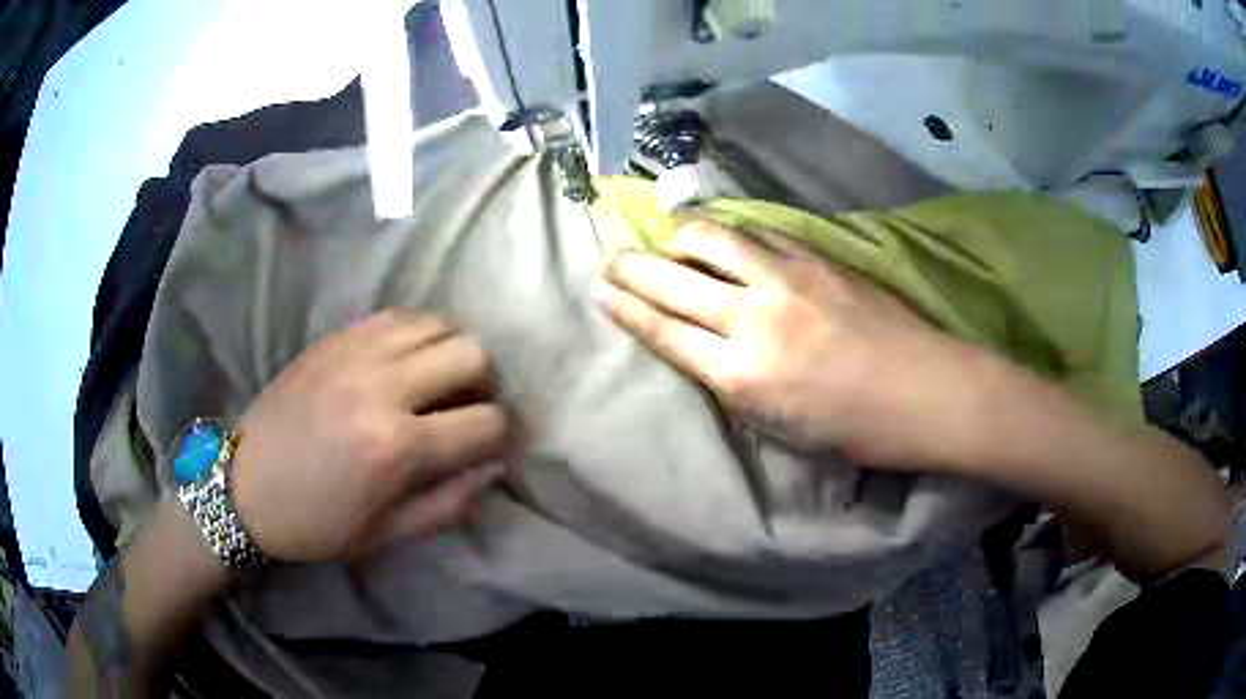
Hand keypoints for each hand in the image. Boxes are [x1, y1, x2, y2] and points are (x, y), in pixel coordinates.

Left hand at [231, 310, 511, 561]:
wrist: (243, 485)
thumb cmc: (315, 522)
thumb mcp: (387, 534)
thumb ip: (450, 502)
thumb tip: (495, 465)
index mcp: (396, 446)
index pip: (487, 422)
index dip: (504, 435)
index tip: (496, 445)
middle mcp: (382, 386)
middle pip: (472, 353)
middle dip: (485, 384)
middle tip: (468, 408)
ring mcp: (356, 352)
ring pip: (439, 322)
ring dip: (453, 351)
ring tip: (439, 381)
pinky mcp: (335, 338)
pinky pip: (399, 316)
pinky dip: (418, 335)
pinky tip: (406, 362)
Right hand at [597, 220, 993, 468]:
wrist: (928, 391)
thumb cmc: (859, 429)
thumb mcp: (783, 428)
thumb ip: (735, 384)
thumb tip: (705, 350)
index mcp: (744, 376)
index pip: (664, 330)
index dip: (626, 307)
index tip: (599, 289)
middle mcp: (756, 318)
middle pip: (673, 280)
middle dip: (631, 267)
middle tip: (611, 261)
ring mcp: (788, 278)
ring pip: (712, 239)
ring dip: (679, 238)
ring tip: (669, 243)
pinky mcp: (817, 257)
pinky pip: (757, 234)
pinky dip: (729, 235)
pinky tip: (725, 240)